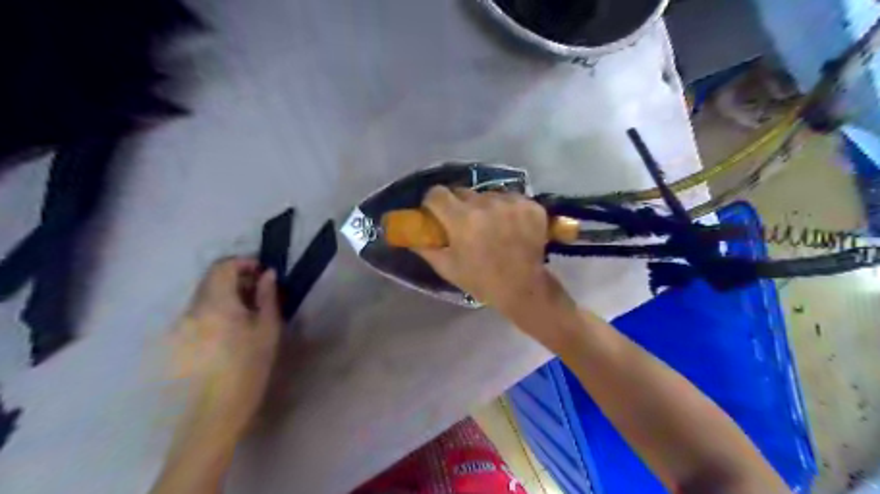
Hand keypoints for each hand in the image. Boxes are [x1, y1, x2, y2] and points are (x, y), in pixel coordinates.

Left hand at [169, 257, 282, 437]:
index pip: (223, 267)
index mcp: (216, 303)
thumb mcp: (267, 329)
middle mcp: (194, 308)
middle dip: (237, 276)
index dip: (244, 262)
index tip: (263, 272)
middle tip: (261, 289)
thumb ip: (267, 297)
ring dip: (228, 291)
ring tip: (251, 308)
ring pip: (206, 293)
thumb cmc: (249, 367)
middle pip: (212, 278)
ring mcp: (184, 323)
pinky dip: (219, 305)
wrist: (216, 410)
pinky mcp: (182, 336)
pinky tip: (235, 324)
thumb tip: (268, 274)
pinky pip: (201, 309)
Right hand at [417, 185, 552, 316]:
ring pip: (487, 194)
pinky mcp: (531, 205)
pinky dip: (507, 209)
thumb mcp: (447, 268)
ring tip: (491, 226)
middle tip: (464, 223)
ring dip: (485, 206)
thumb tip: (410, 234)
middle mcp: (486, 204)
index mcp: (462, 219)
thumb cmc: (481, 280)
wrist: (523, 288)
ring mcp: (511, 203)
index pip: (437, 193)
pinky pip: (510, 198)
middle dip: (459, 205)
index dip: (433, 202)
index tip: (436, 213)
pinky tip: (511, 226)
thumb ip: (425, 248)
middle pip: (462, 192)